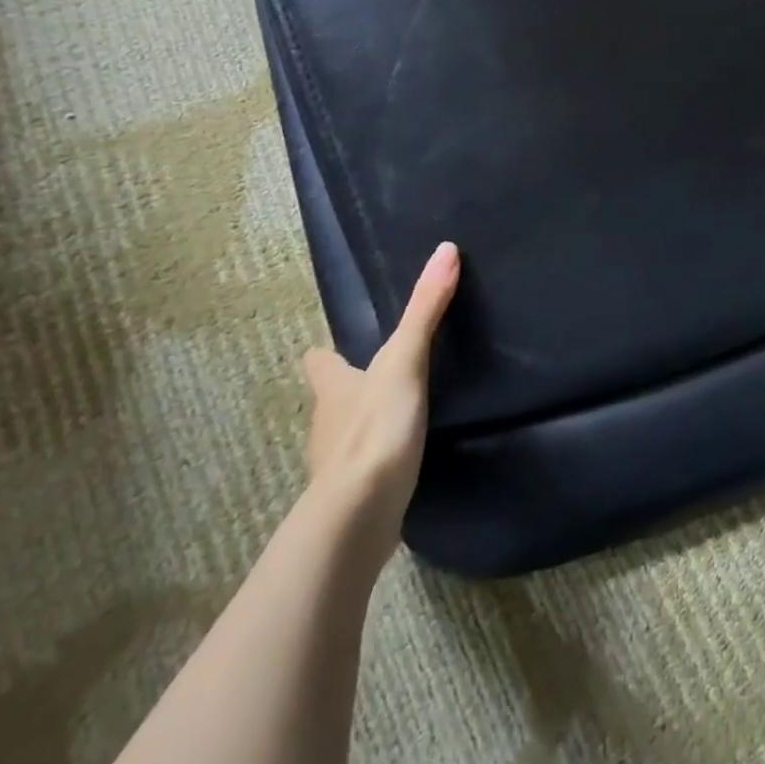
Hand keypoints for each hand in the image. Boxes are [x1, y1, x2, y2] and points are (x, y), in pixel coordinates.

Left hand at [302, 242, 460, 554]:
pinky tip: (403, 457)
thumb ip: (426, 308)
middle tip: (382, 375)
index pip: (319, 363)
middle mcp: (328, 421)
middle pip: (333, 397)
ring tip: (399, 414)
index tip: (334, 347)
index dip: (325, 355)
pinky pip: (367, 466)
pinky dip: (380, 458)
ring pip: (348, 433)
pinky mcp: (356, 494)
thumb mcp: (405, 359)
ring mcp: (337, 463)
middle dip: (351, 388)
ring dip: (367, 423)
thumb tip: (445, 249)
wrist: (359, 514)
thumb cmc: (375, 427)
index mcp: (334, 386)